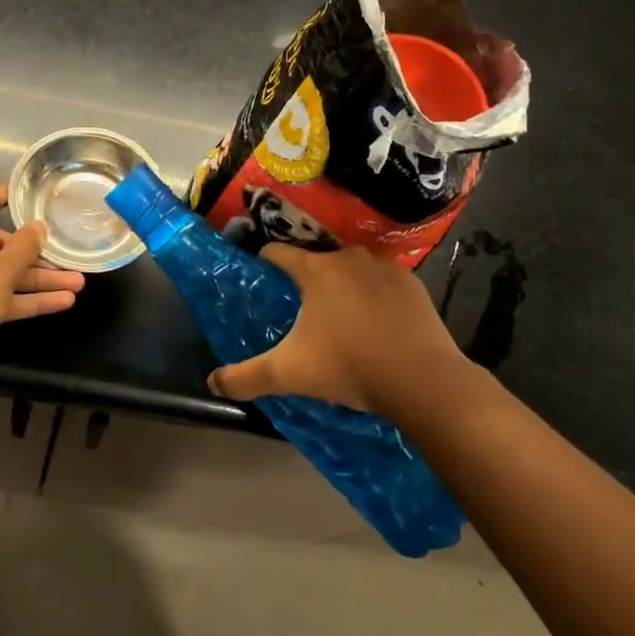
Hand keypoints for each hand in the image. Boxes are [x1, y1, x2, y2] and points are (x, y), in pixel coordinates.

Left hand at [0, 186, 85, 379]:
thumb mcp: (2, 271)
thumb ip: (25, 246)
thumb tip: (38, 227)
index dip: (0, 196)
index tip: (24, 196)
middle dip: (35, 256)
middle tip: (67, 260)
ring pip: (1, 275)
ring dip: (37, 281)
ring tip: (78, 284)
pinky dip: (24, 299)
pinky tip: (61, 303)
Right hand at [208, 244, 468, 414]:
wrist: (423, 380)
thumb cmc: (349, 367)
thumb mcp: (288, 374)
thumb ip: (245, 376)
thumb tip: (212, 382)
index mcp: (316, 270)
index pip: (278, 252)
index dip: (265, 263)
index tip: (260, 280)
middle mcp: (349, 258)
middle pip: (316, 260)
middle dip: (305, 280)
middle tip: (299, 310)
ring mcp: (385, 268)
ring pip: (352, 269)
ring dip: (342, 286)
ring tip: (339, 318)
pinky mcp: (414, 285)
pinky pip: (383, 283)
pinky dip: (374, 296)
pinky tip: (375, 324)